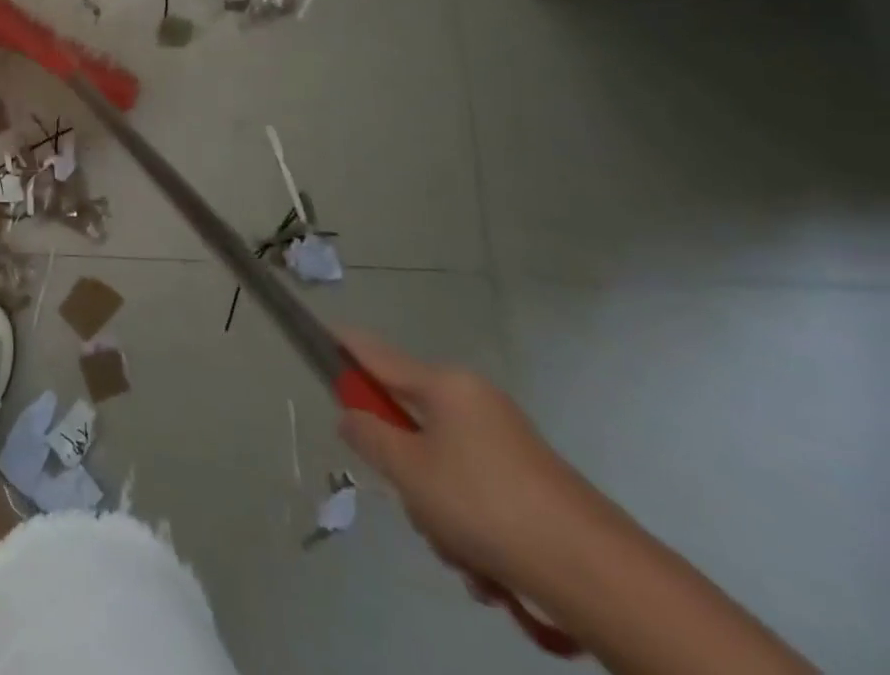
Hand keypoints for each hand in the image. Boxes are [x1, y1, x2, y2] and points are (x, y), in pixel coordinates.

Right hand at [336, 330, 599, 592]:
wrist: (600, 578)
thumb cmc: (486, 506)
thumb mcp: (409, 472)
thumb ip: (368, 436)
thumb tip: (351, 415)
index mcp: (445, 385)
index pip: (374, 352)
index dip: (341, 344)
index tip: (314, 335)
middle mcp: (474, 403)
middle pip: (409, 423)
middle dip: (404, 471)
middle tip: (413, 504)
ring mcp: (506, 444)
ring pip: (440, 467)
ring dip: (438, 513)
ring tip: (461, 555)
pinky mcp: (530, 486)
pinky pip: (475, 495)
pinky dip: (471, 531)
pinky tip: (487, 572)